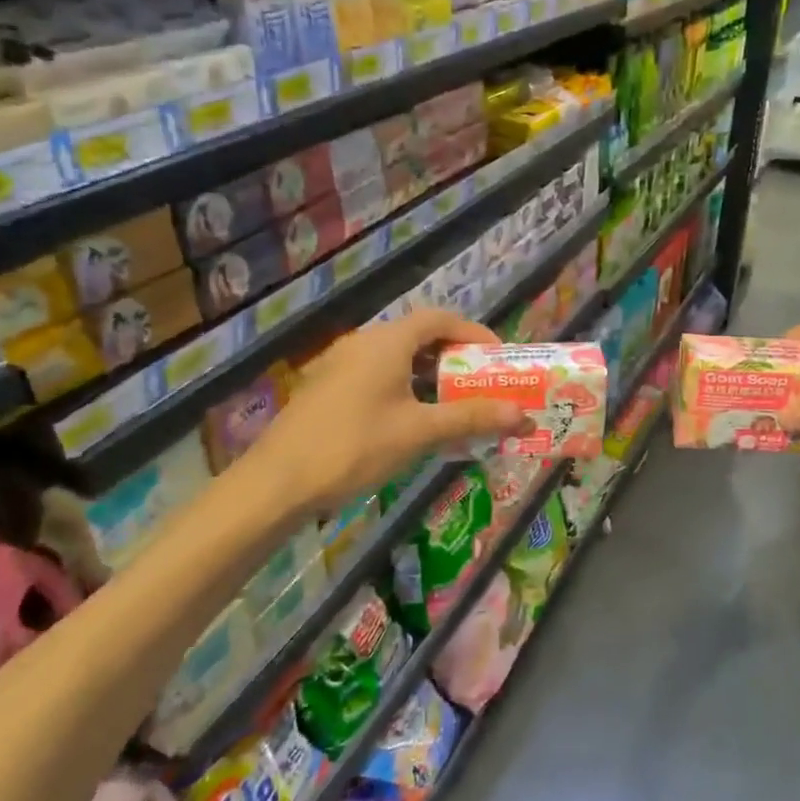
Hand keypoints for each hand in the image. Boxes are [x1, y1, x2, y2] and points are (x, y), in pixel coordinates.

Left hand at [247, 309, 523, 514]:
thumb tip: (522, 415)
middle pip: (419, 337)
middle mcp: (364, 343)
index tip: (498, 358)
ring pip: (398, 359)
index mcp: (387, 342)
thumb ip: (471, 418)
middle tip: (483, 385)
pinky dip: (406, 389)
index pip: (440, 319)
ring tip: (456, 405)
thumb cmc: (354, 447)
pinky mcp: (328, 388)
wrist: (277, 482)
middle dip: (456, 358)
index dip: (473, 332)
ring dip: (431, 377)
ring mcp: (341, 365)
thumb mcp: (419, 432)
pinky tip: (415, 421)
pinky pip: (378, 377)